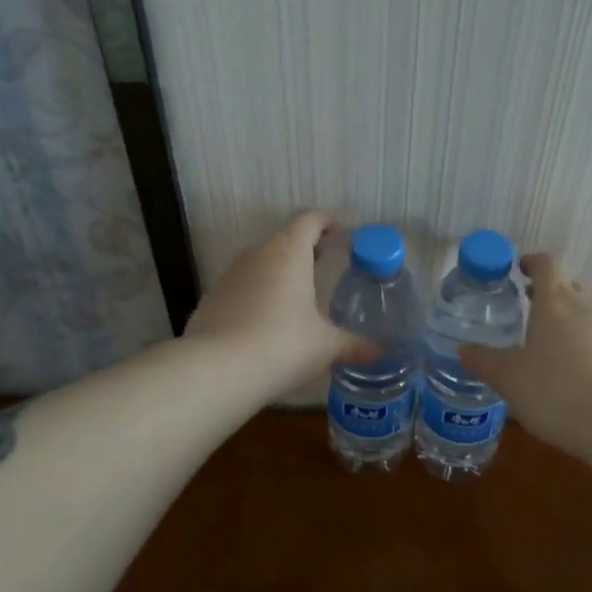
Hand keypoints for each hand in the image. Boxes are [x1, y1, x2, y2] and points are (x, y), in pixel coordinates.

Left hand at [184, 211, 368, 393]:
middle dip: (305, 247)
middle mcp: (258, 255)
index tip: (340, 230)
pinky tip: (266, 321)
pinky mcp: (212, 299)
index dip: (326, 221)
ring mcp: (230, 276)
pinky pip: (242, 287)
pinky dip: (257, 294)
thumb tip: (379, 352)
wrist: (217, 371)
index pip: (309, 220)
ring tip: (298, 293)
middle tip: (324, 261)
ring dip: (279, 271)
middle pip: (284, 239)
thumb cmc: (282, 346)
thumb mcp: (326, 347)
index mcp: (289, 253)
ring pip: (260, 262)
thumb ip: (353, 345)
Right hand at [460, 252, 591, 449]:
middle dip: (549, 292)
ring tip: (550, 344)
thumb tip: (463, 350)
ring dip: (570, 319)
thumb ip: (484, 361)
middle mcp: (587, 305)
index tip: (518, 270)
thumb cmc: (555, 390)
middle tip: (528, 308)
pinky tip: (577, 373)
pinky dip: (589, 346)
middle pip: (570, 284)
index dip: (532, 262)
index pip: (547, 263)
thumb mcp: (509, 378)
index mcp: (555, 301)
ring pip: (589, 311)